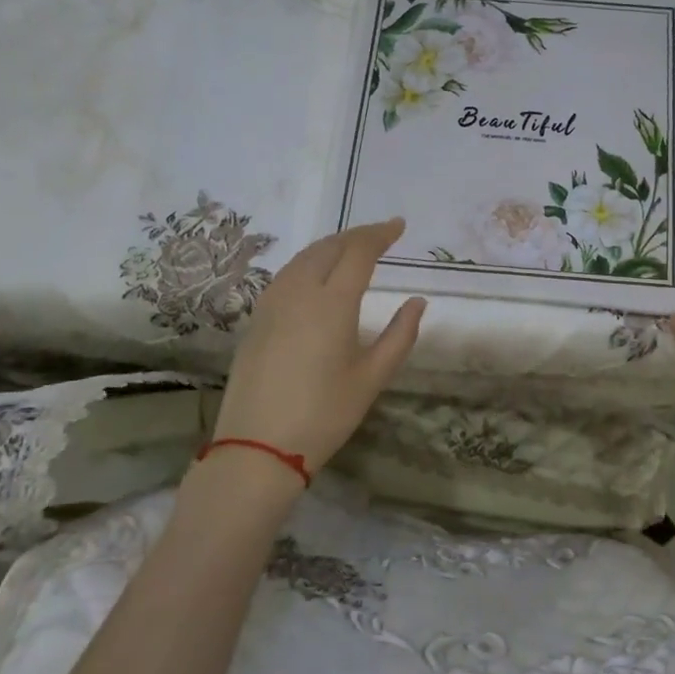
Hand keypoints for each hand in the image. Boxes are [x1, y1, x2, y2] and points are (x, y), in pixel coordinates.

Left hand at [207, 217, 425, 479]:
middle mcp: (299, 292)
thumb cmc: (324, 414)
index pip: (358, 252)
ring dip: (331, 246)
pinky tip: (316, 275)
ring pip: (303, 258)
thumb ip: (400, 335)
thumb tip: (417, 303)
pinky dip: (308, 263)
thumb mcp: (372, 377)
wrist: (257, 447)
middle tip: (380, 235)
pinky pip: (286, 275)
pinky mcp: (257, 319)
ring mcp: (272, 304)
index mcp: (332, 303)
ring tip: (352, 249)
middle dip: (357, 236)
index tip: (399, 226)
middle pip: (329, 247)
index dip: (380, 234)